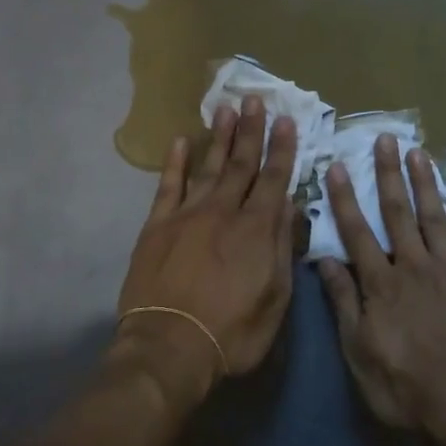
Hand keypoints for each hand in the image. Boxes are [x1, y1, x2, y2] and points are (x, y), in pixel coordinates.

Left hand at [115, 96, 297, 403]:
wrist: (170, 347)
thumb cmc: (232, 332)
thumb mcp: (275, 298)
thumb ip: (282, 247)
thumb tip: (288, 205)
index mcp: (256, 228)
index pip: (274, 179)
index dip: (282, 149)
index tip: (286, 120)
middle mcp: (223, 211)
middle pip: (241, 163)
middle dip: (251, 130)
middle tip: (255, 98)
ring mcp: (187, 214)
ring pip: (208, 167)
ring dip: (219, 137)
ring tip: (226, 108)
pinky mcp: (157, 225)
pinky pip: (168, 186)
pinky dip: (174, 162)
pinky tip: (179, 141)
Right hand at [316, 136, 445, 445]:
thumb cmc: (407, 386)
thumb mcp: (359, 352)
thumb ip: (344, 304)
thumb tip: (324, 262)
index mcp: (381, 284)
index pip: (357, 233)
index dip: (346, 198)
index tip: (339, 165)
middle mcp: (414, 266)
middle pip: (397, 213)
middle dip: (389, 174)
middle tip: (385, 138)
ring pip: (435, 217)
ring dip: (426, 183)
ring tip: (419, 151)